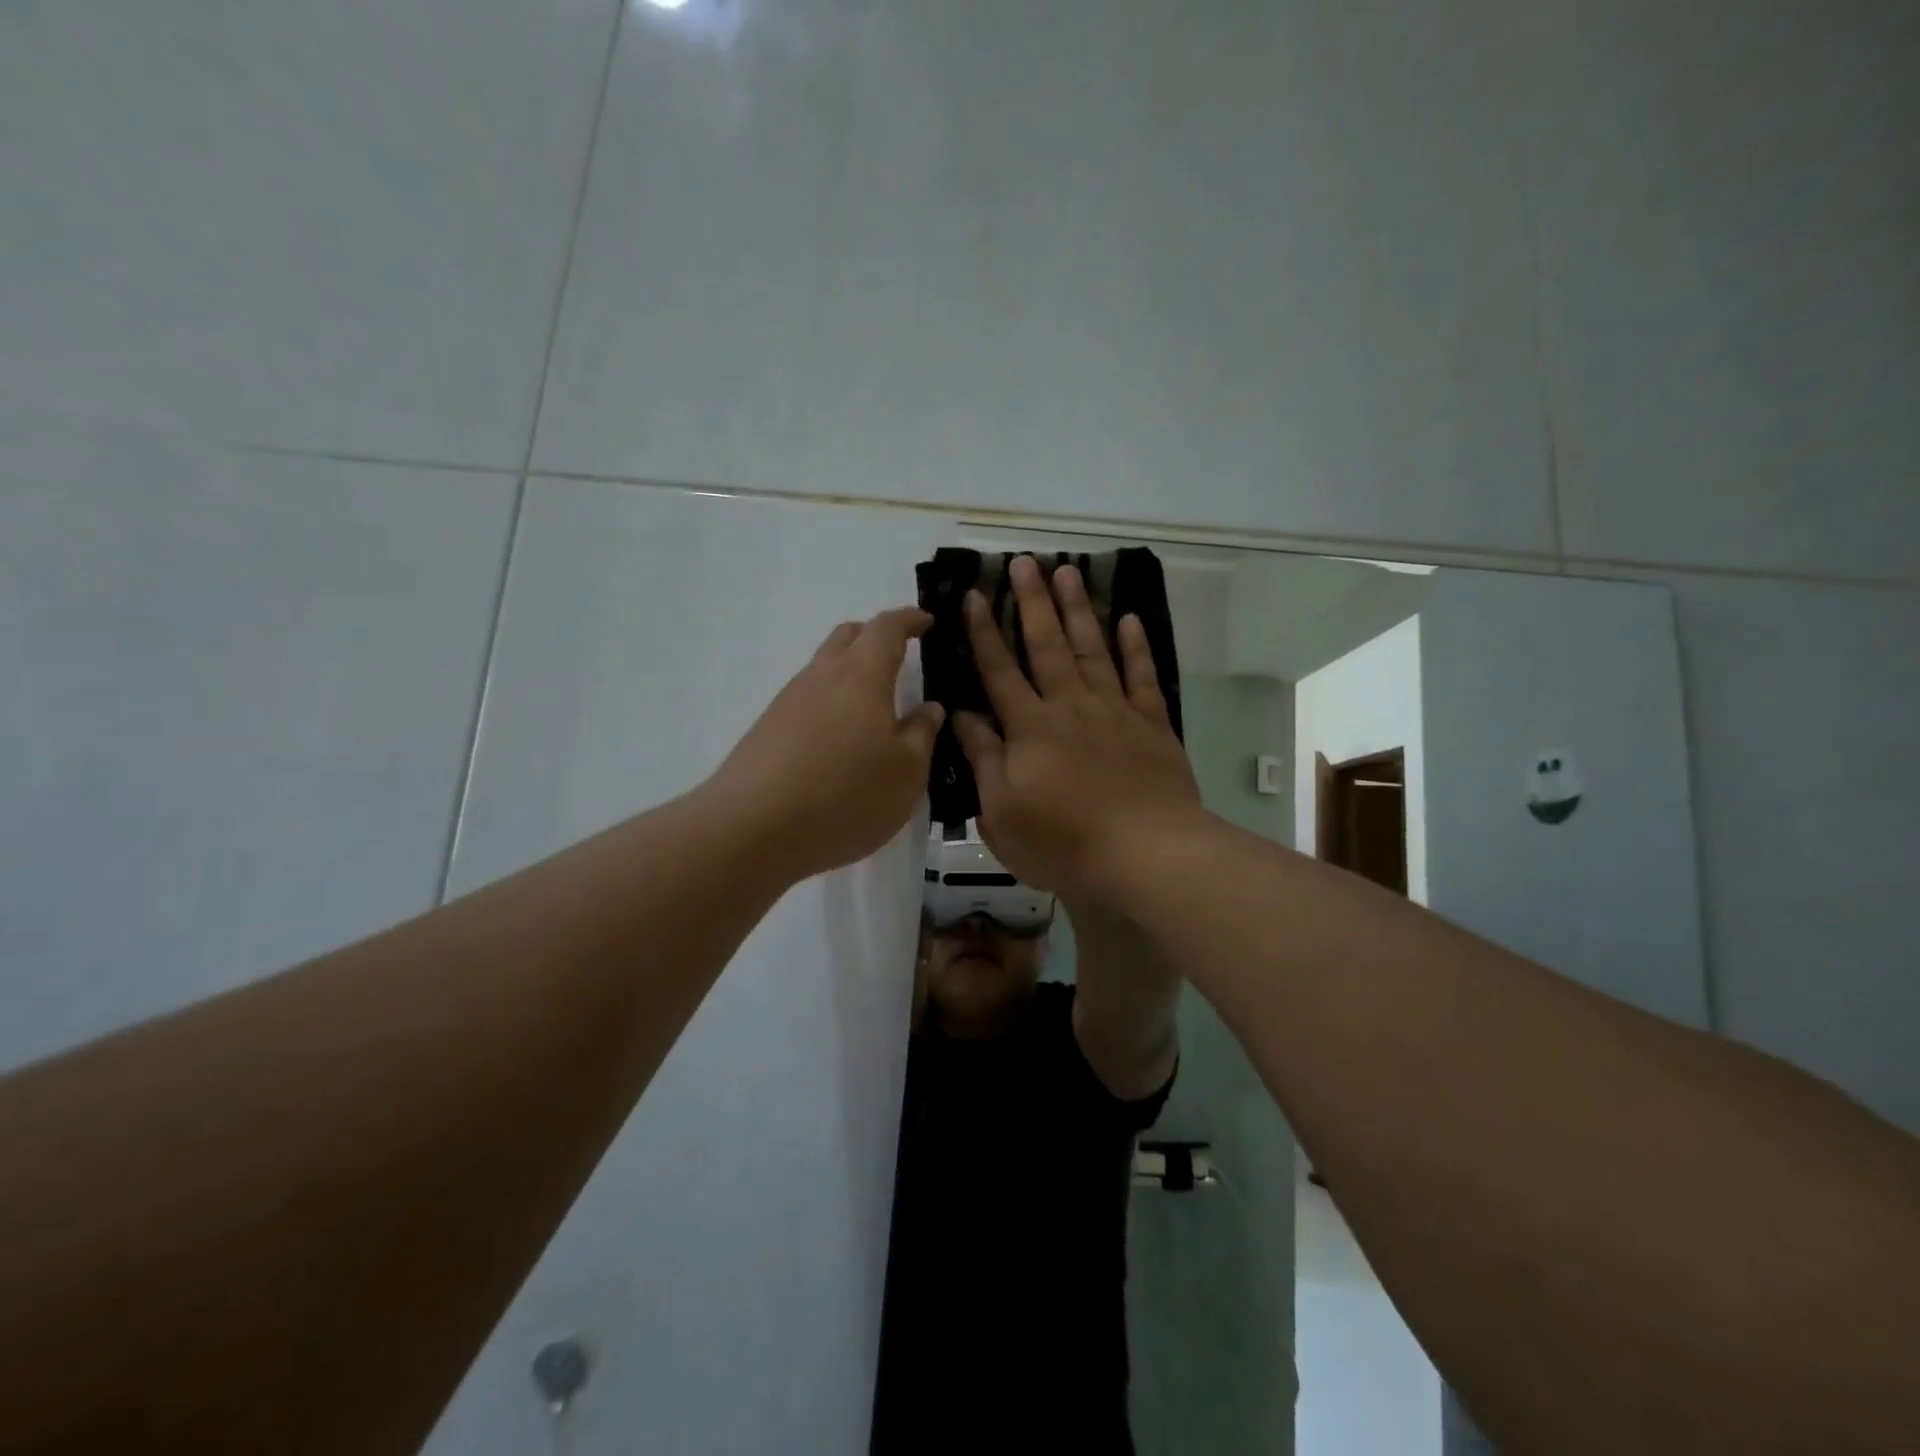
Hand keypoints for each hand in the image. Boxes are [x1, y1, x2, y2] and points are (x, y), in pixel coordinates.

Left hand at [711, 607, 944, 881]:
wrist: (752, 829)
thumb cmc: (846, 796)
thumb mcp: (906, 773)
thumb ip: (922, 734)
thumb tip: (929, 708)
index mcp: (862, 675)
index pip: (886, 628)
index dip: (909, 619)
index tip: (926, 622)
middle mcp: (821, 676)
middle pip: (848, 636)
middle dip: (876, 637)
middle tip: (900, 657)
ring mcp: (788, 701)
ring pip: (824, 668)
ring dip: (851, 674)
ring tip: (873, 709)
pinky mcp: (767, 729)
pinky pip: (807, 700)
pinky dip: (830, 704)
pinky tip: (839, 742)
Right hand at [952, 556, 1204, 899]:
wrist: (1147, 853)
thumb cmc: (1064, 842)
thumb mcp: (1002, 813)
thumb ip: (983, 759)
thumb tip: (961, 716)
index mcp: (1030, 727)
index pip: (999, 670)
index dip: (983, 632)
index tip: (973, 594)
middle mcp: (1070, 706)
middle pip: (1046, 644)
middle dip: (1032, 601)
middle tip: (1024, 560)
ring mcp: (1114, 710)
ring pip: (1091, 649)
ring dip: (1077, 608)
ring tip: (1068, 571)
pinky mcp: (1152, 723)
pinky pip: (1142, 676)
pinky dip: (1135, 646)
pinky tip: (1129, 619)